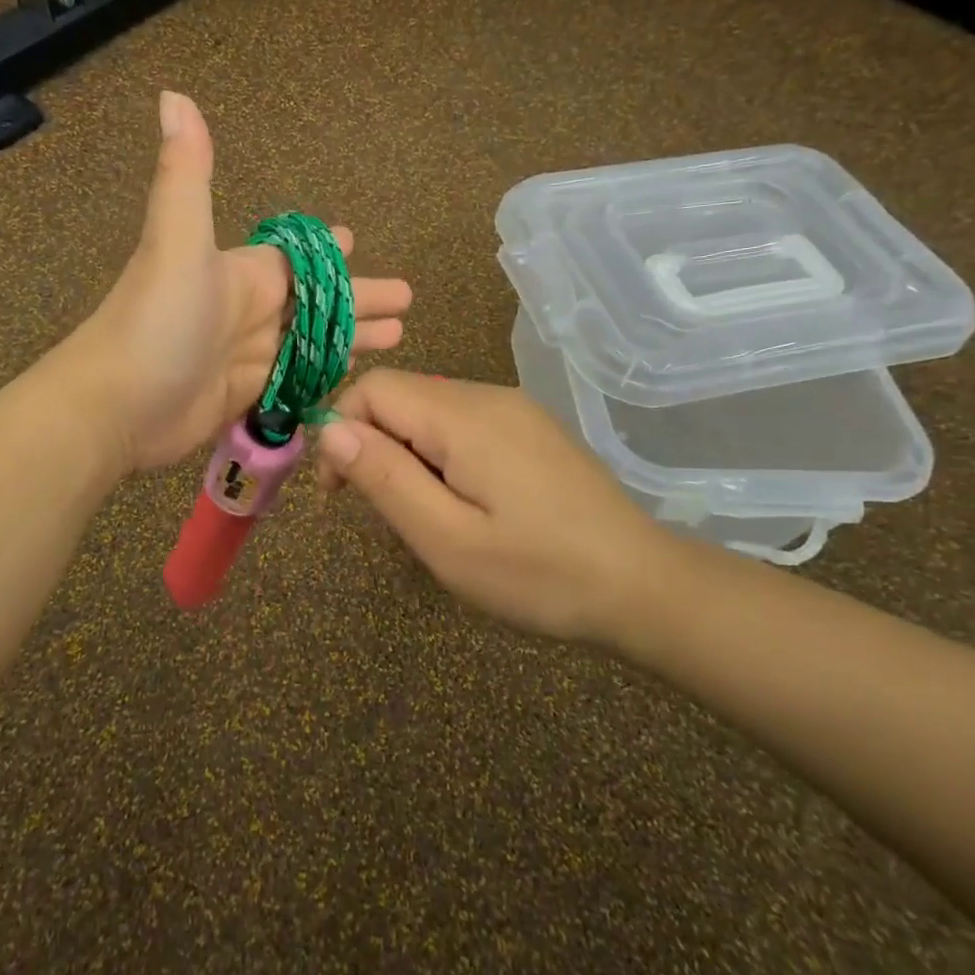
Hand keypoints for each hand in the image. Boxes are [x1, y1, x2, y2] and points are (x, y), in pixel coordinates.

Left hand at [71, 92, 412, 472]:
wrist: (115, 405)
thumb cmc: (156, 320)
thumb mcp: (176, 241)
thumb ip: (187, 174)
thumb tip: (174, 94)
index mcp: (242, 274)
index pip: (296, 259)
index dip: (326, 252)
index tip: (356, 240)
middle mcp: (247, 312)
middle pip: (315, 303)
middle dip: (358, 299)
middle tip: (406, 303)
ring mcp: (247, 357)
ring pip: (312, 343)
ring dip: (352, 338)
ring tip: (399, 337)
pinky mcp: (245, 397)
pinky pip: (296, 380)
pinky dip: (324, 376)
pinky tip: (354, 378)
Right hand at [316, 370, 682, 640]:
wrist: (644, 586)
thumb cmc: (539, 573)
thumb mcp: (447, 539)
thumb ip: (384, 477)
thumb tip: (330, 428)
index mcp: (463, 415)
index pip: (373, 388)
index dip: (341, 430)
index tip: (340, 492)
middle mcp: (487, 396)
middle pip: (400, 396)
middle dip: (373, 446)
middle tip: (385, 513)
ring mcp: (514, 409)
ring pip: (428, 411)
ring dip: (405, 454)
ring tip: (426, 516)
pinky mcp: (530, 428)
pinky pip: (461, 424)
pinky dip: (438, 455)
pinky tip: (463, 503)